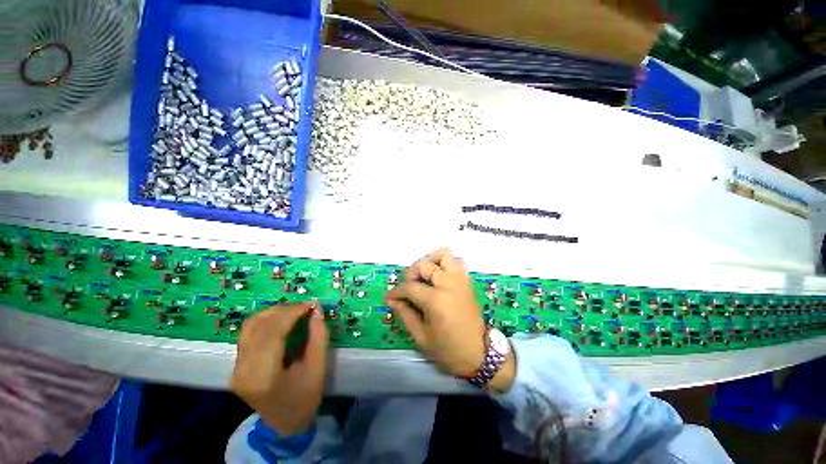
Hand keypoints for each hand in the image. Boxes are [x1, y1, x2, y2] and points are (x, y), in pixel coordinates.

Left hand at [230, 302, 328, 435]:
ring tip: (295, 311)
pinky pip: (248, 332)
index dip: (292, 312)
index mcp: (263, 375)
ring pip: (250, 325)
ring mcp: (236, 367)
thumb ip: (318, 336)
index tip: (311, 304)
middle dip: (285, 310)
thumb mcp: (318, 367)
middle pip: (259, 326)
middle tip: (306, 307)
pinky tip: (282, 320)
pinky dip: (266, 321)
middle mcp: (243, 369)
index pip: (272, 332)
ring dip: (274, 313)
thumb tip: (317, 310)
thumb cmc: (304, 398)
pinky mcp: (236, 364)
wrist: (284, 424)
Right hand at [386, 248, 514, 390]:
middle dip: (411, 273)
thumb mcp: (421, 337)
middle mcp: (448, 284)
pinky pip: (456, 261)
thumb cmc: (448, 350)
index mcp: (435, 300)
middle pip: (424, 265)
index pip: (409, 287)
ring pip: (444, 254)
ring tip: (423, 275)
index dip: (396, 291)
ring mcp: (460, 279)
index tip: (390, 296)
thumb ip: (404, 314)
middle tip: (407, 286)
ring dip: (430, 261)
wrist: (480, 354)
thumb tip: (391, 299)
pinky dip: (445, 263)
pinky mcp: (466, 281)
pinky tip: (438, 276)